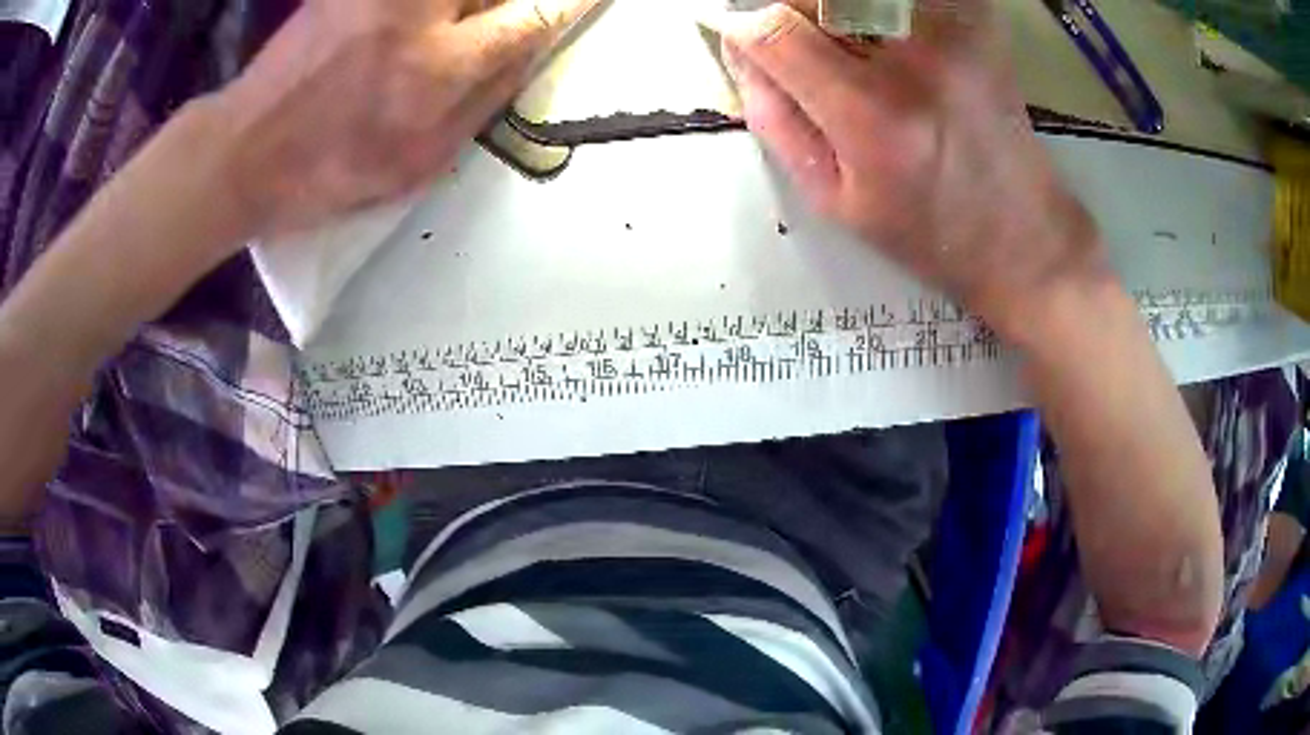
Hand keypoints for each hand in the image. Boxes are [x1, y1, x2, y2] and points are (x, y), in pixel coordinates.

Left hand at [210, 0, 596, 237]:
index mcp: (439, 69)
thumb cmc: (332, 169)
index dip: (573, 1)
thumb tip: (532, 47)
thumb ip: (486, 100)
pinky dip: (437, 7)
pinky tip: (437, 21)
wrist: (246, 150)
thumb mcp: (421, 162)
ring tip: (467, 27)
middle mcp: (417, 12)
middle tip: (504, 24)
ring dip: (473, 6)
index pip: (533, 14)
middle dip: (510, 3)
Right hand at [704, 0, 1109, 337]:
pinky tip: (890, 40)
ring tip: (852, 50)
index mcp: (872, 115)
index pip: (776, 31)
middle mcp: (916, 61)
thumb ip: (776, 119)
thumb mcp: (834, 199)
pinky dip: (881, 10)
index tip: (738, 37)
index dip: (742, 28)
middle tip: (801, 49)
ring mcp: (954, 34)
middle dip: (791, 15)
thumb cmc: (928, 233)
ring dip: (835, 11)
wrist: (1025, 238)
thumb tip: (741, 53)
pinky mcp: (978, 24)